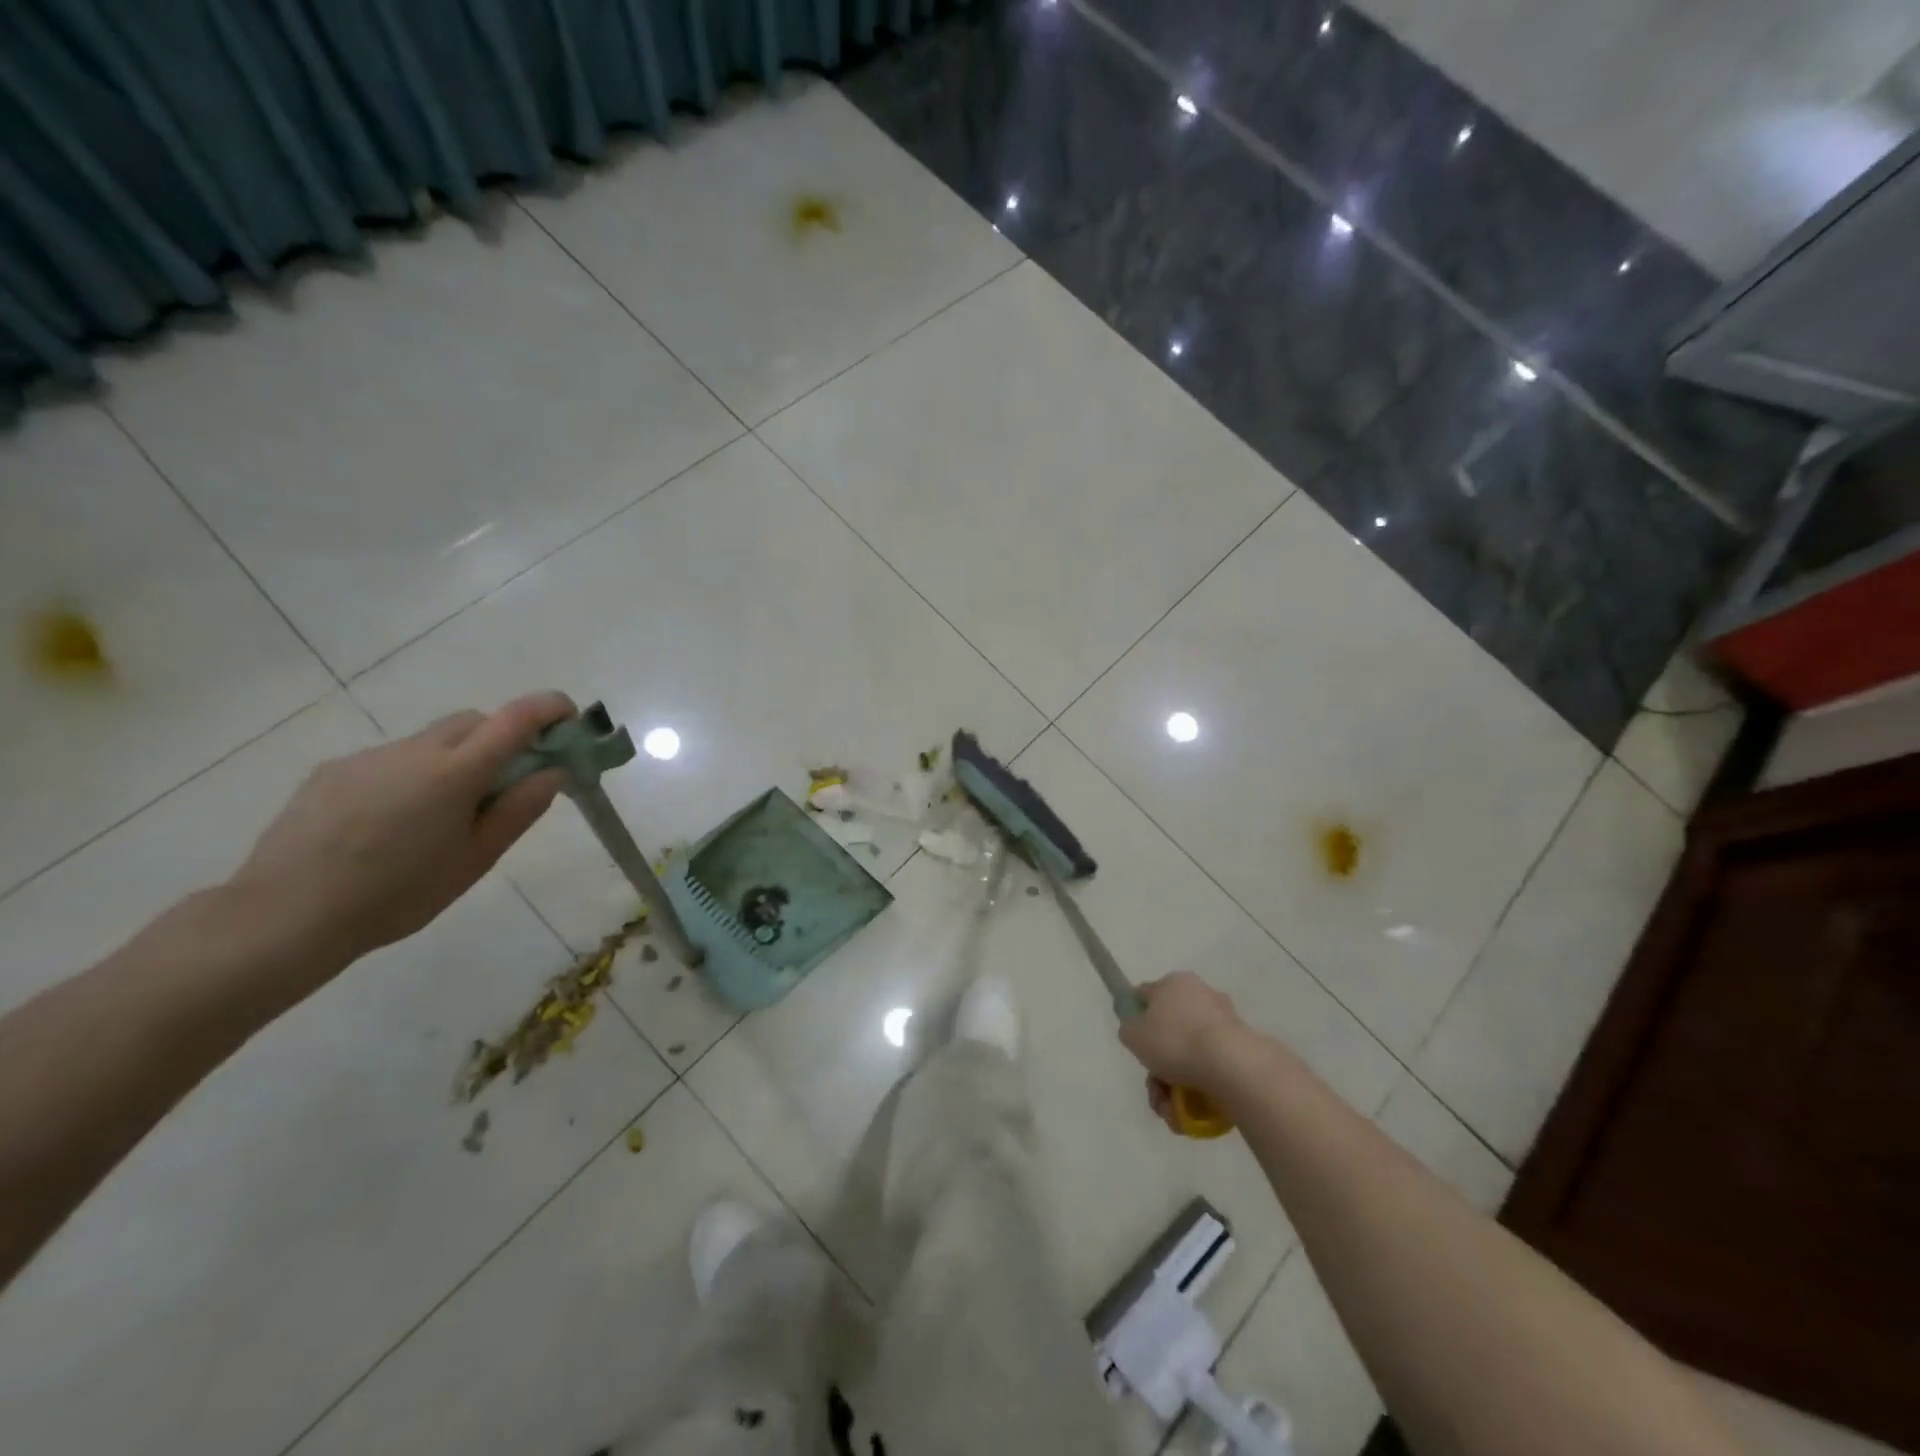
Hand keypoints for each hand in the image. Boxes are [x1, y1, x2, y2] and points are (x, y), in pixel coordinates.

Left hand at [231, 692, 574, 966]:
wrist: (284, 916)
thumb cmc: (398, 895)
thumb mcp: (475, 859)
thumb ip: (519, 810)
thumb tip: (553, 772)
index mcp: (456, 772)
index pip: (516, 718)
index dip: (549, 708)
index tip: (569, 718)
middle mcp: (415, 751)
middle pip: (474, 721)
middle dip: (502, 737)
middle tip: (507, 783)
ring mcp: (369, 757)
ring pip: (431, 741)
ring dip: (455, 760)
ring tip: (440, 817)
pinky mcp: (333, 771)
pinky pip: (391, 759)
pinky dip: (411, 776)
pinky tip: (391, 824)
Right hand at [1119, 972, 1247, 1115]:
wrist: (1232, 1066)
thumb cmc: (1176, 1042)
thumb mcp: (1133, 1035)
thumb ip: (1129, 1028)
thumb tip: (1136, 1028)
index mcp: (1175, 983)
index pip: (1147, 996)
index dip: (1136, 1020)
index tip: (1136, 1046)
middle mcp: (1200, 995)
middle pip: (1169, 1030)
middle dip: (1158, 1063)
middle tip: (1154, 1087)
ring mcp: (1223, 1022)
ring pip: (1189, 1053)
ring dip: (1175, 1082)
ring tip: (1170, 1109)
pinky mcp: (1240, 1048)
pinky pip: (1211, 1066)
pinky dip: (1199, 1088)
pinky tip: (1190, 1111)